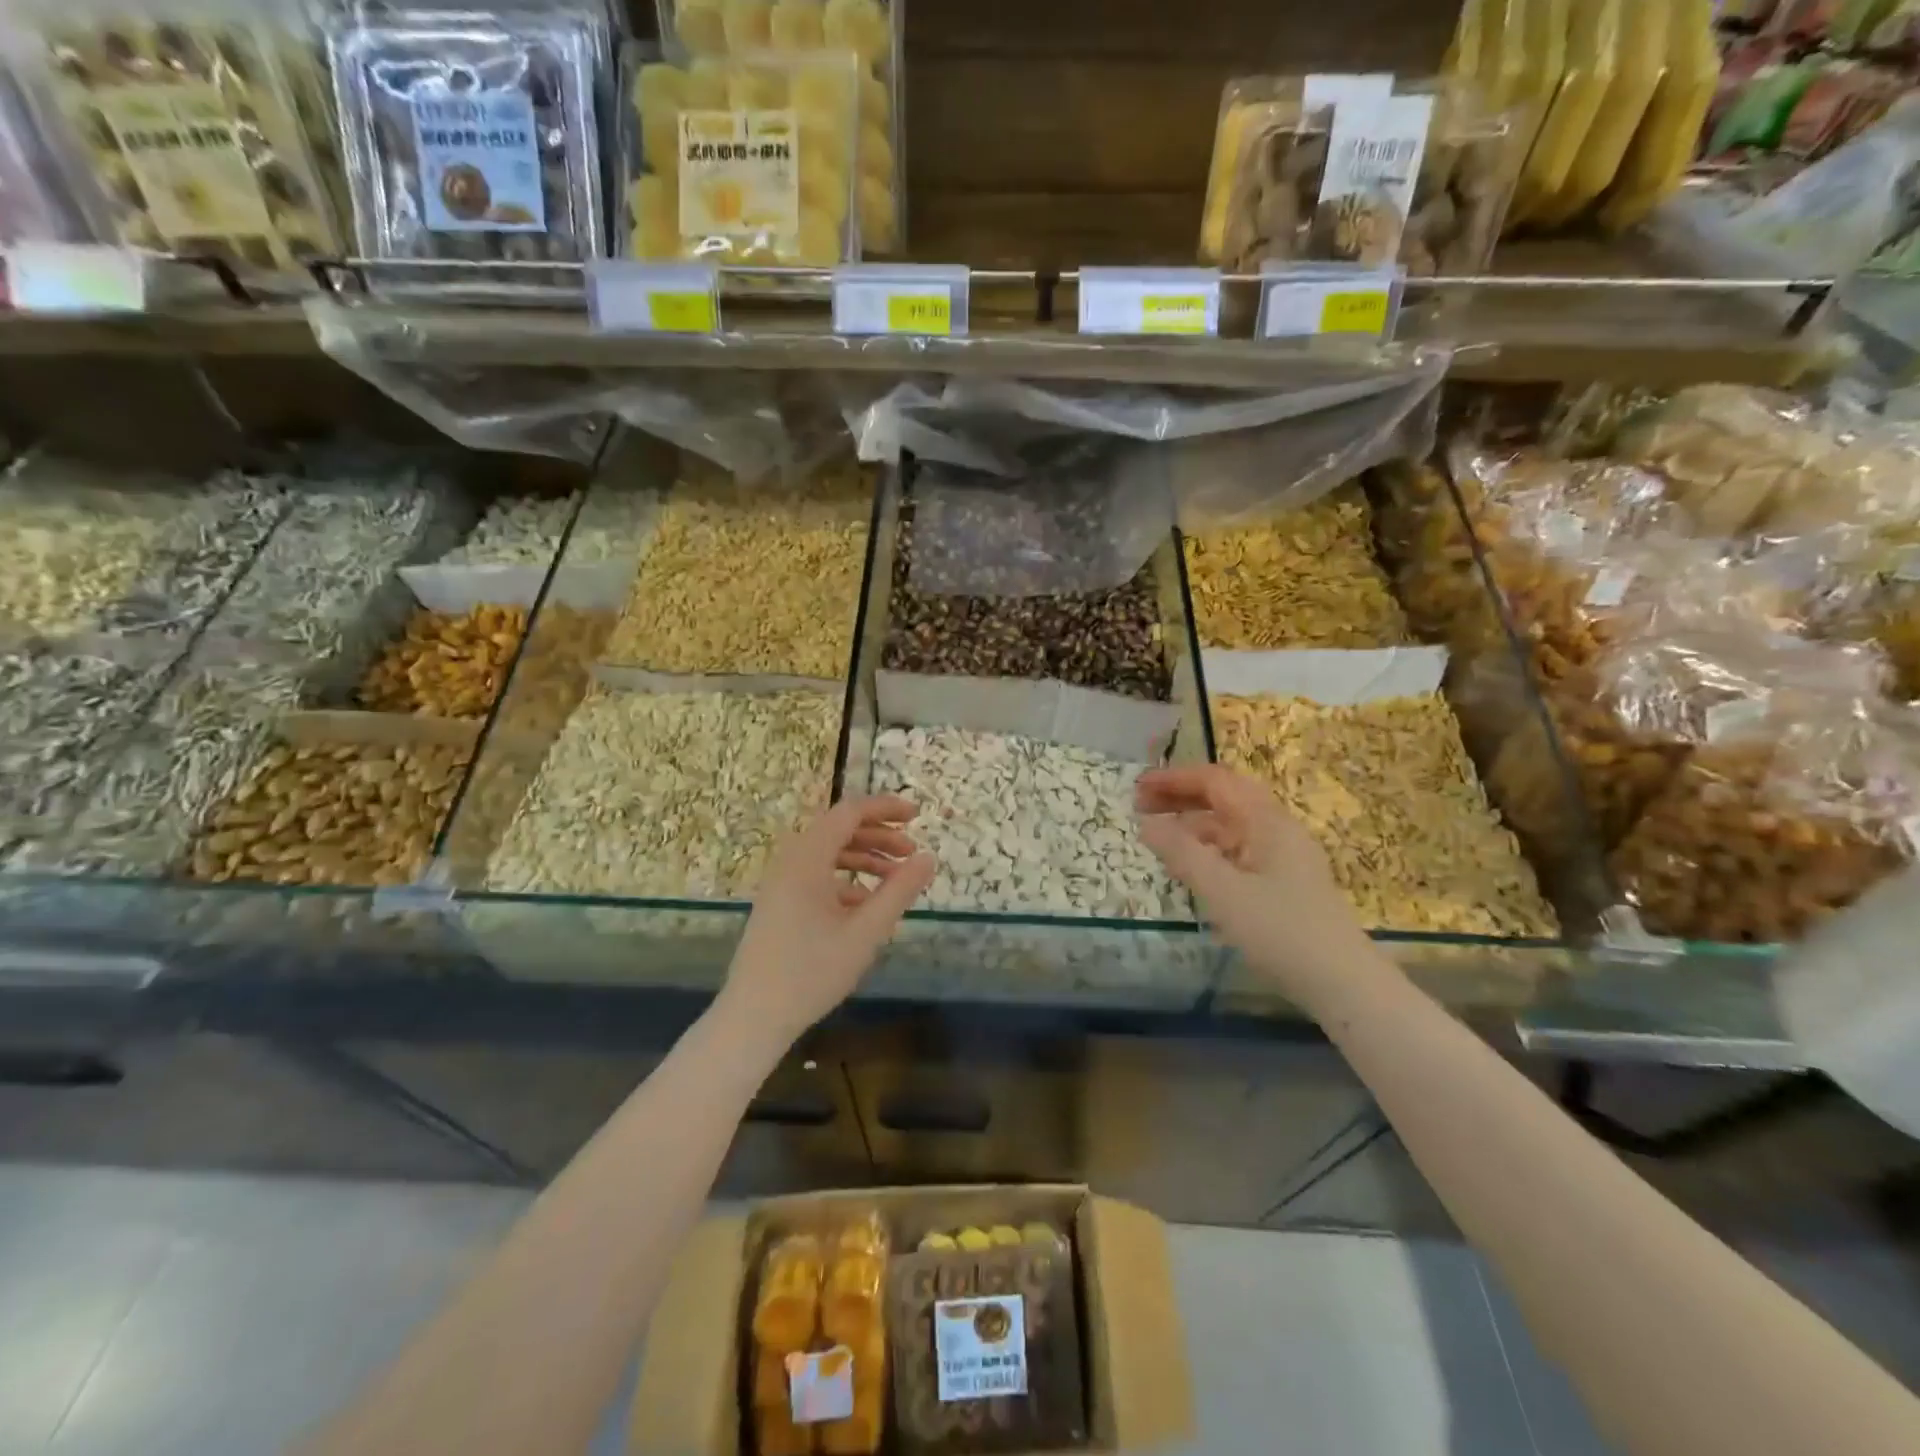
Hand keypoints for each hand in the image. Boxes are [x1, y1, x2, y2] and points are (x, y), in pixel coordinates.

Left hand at [722, 795, 934, 1047]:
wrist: (754, 1016)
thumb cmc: (812, 972)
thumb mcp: (866, 932)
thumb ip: (899, 891)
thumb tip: (927, 857)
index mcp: (807, 858)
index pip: (849, 812)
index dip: (885, 808)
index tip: (917, 816)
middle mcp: (790, 861)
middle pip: (838, 829)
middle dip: (878, 834)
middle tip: (911, 851)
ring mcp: (781, 883)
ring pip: (828, 853)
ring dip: (864, 857)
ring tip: (896, 878)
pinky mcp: (779, 903)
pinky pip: (817, 875)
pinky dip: (846, 879)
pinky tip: (867, 905)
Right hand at [1135, 764, 1371, 996]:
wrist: (1343, 984)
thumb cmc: (1280, 931)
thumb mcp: (1222, 891)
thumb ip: (1181, 853)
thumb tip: (1146, 824)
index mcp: (1266, 821)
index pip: (1215, 780)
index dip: (1174, 779)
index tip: (1137, 787)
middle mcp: (1277, 829)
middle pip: (1224, 797)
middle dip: (1181, 797)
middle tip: (1139, 807)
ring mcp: (1283, 856)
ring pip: (1231, 825)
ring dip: (1193, 823)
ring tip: (1158, 838)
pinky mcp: (1284, 882)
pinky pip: (1239, 850)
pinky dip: (1208, 848)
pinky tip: (1191, 867)